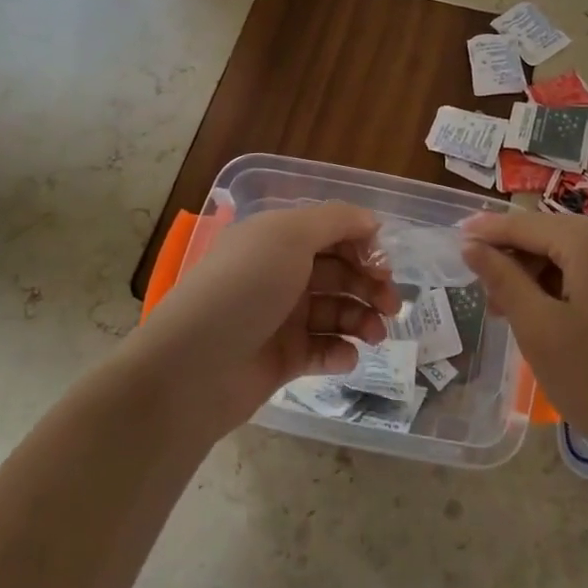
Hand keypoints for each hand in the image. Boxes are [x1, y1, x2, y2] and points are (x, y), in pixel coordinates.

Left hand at [132, 202, 397, 438]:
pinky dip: (340, 352)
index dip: (362, 245)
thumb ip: (336, 221)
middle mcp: (280, 273)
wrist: (195, 367)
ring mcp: (282, 317)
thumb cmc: (245, 289)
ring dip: (362, 319)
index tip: (384, 265)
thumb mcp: (288, 237)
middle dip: (370, 285)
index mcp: (277, 239)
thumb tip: (371, 220)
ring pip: (336, 311)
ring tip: (375, 335)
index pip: (332, 232)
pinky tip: (345, 357)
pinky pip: (323, 349)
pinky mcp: (283, 358)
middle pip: (339, 273)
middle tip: (392, 305)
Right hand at [461, 211, 587, 493]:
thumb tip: (473, 246)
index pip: (526, 224)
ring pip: (578, 255)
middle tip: (488, 300)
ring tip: (519, 317)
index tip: (454, 239)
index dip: (487, 232)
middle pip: (554, 235)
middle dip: (516, 261)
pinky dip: (572, 287)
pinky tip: (557, 319)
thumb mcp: (540, 330)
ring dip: (543, 276)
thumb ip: (503, 279)